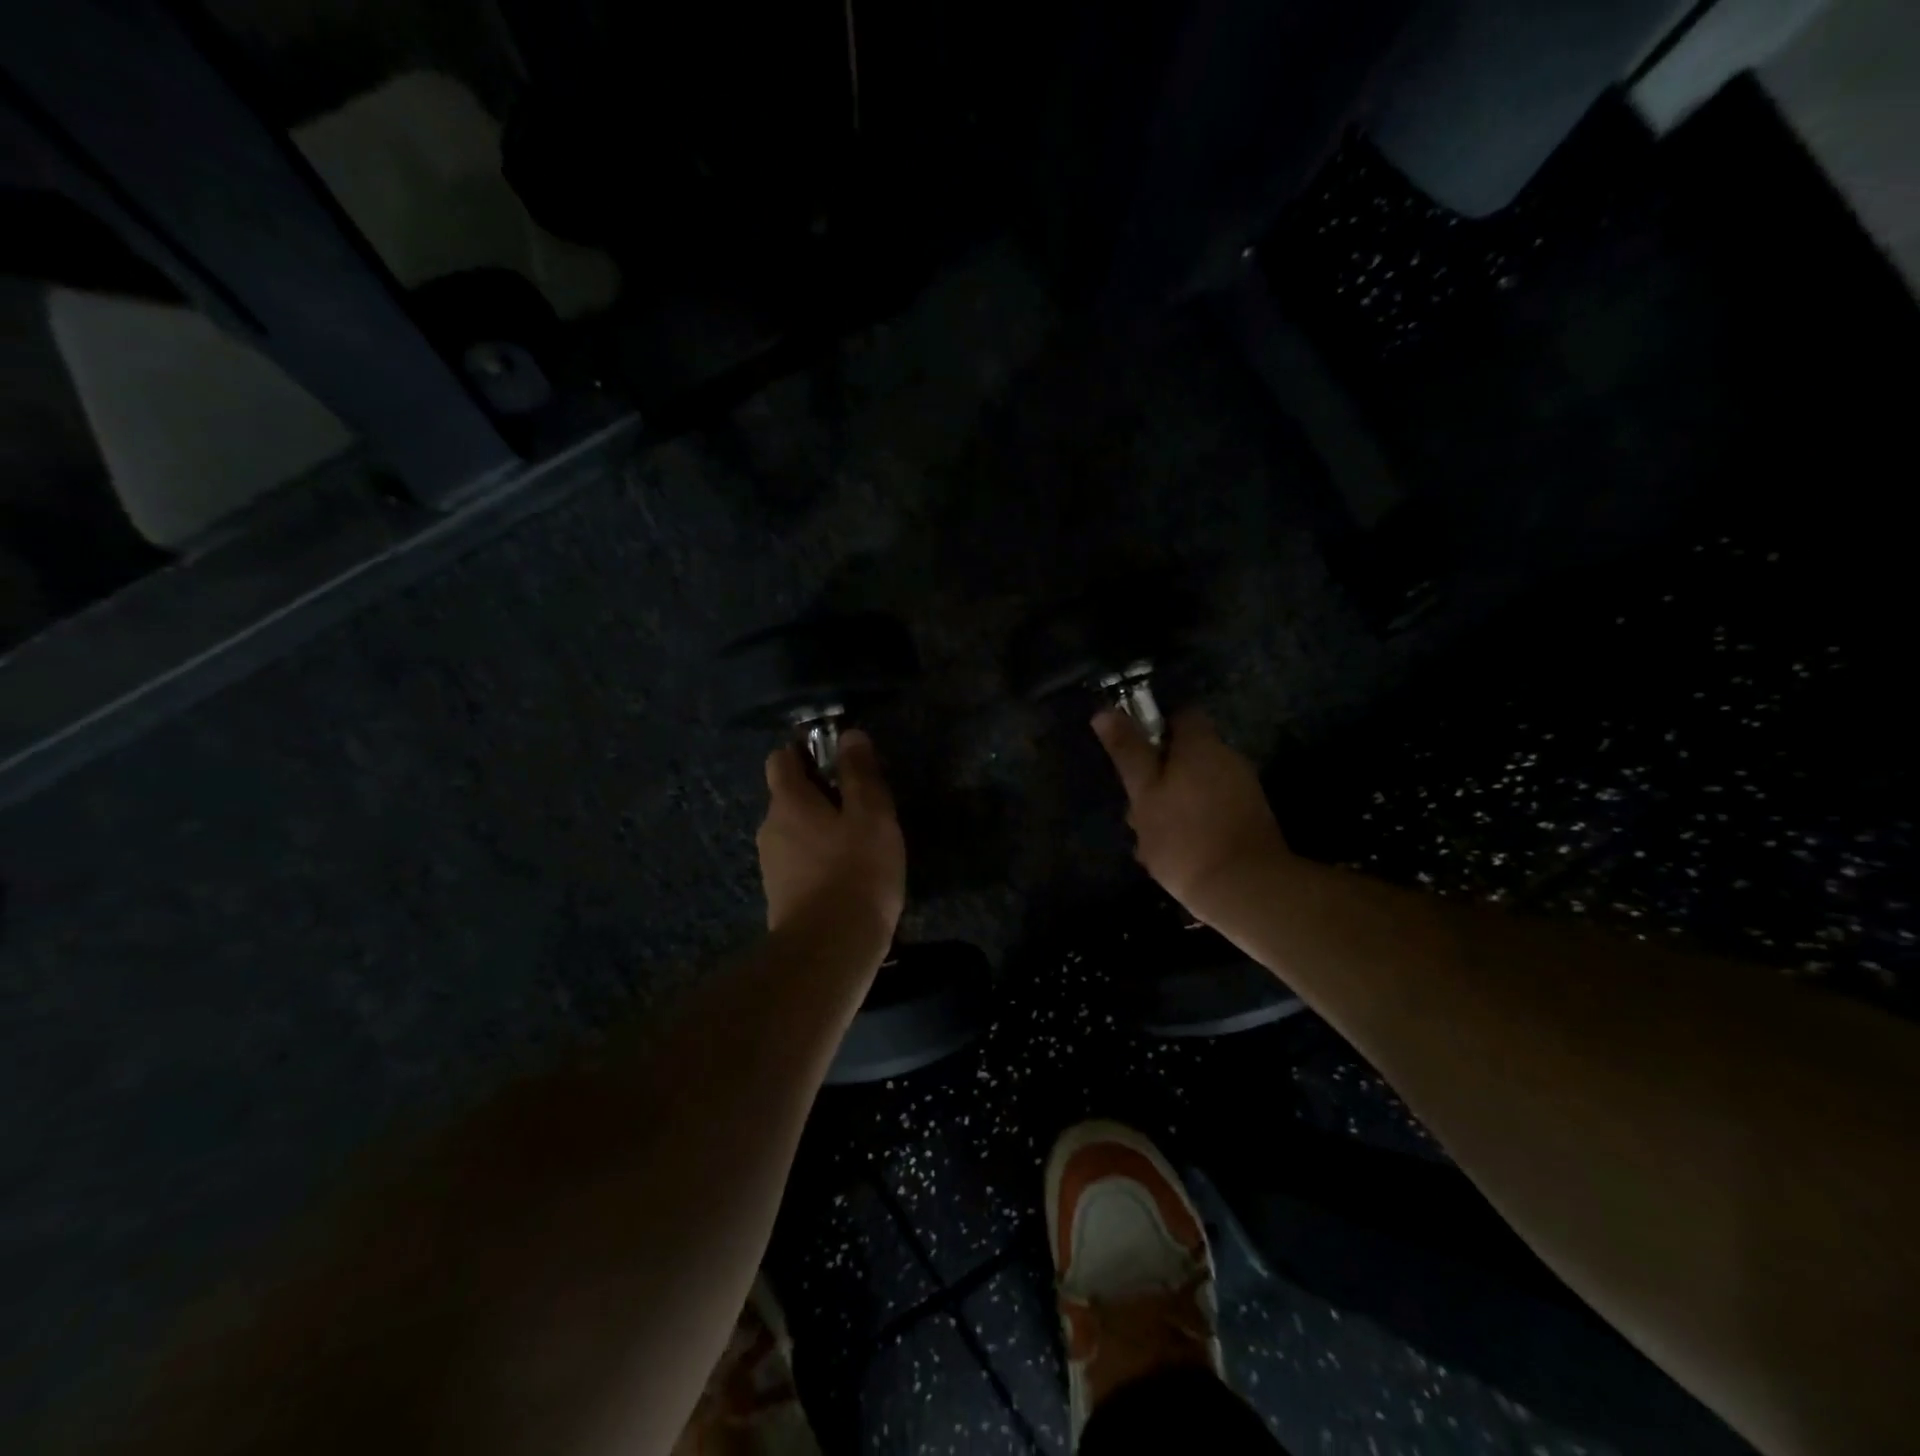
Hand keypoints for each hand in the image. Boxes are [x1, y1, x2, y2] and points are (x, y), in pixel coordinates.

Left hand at [757, 730, 906, 939]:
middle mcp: (770, 828)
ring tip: (860, 843)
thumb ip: (860, 774)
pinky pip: (799, 862)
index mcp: (788, 801)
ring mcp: (772, 865)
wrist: (830, 950)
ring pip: (795, 831)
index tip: (839, 759)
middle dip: (820, 793)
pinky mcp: (781, 896)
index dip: (807, 751)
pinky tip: (849, 876)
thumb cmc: (856, 871)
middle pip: (789, 795)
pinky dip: (820, 860)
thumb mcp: (871, 815)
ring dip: (822, 829)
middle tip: (862, 805)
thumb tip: (849, 736)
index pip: (782, 758)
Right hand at [1092, 708, 1292, 925]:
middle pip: (1186, 755)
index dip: (1154, 729)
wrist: (1246, 888)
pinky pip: (1212, 811)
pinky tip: (1175, 853)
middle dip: (1158, 776)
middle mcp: (1228, 759)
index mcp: (1201, 745)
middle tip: (1135, 809)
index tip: (1133, 756)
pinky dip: (1192, 823)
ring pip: (1196, 787)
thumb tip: (1105, 712)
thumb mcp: (1144, 792)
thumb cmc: (1184, 836)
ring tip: (1149, 841)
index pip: (1180, 715)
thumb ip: (1128, 751)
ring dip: (1171, 804)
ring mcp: (1243, 790)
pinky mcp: (1250, 820)